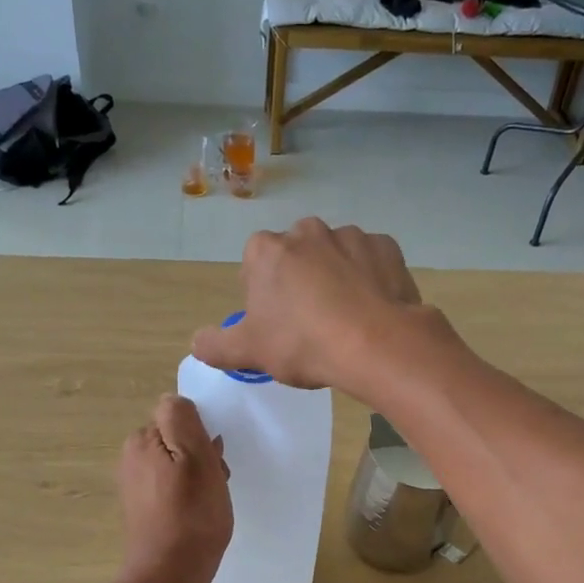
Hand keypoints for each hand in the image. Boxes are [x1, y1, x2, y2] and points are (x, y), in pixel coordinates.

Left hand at [117, 394, 232, 582]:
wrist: (169, 574)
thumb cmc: (191, 516)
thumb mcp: (196, 458)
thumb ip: (183, 420)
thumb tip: (174, 400)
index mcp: (142, 440)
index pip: (179, 417)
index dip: (202, 436)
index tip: (214, 461)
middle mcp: (131, 457)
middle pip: (178, 440)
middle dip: (201, 456)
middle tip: (216, 484)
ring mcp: (134, 484)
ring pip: (177, 464)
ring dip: (198, 477)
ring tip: (209, 503)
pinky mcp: (142, 508)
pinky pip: (171, 486)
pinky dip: (187, 495)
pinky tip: (197, 515)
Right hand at [188, 219, 425, 390]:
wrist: (375, 344)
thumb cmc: (302, 344)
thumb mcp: (249, 352)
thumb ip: (217, 345)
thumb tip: (196, 342)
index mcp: (268, 250)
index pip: (255, 262)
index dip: (262, 292)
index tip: (274, 321)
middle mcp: (308, 231)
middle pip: (296, 255)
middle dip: (299, 280)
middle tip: (309, 322)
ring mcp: (351, 235)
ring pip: (335, 256)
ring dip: (336, 277)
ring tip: (345, 318)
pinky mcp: (387, 247)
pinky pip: (372, 261)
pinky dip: (371, 279)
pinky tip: (372, 309)